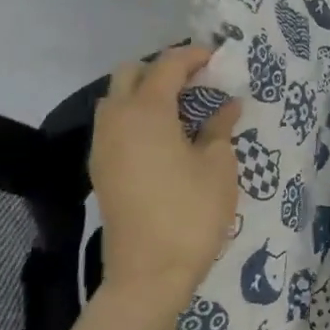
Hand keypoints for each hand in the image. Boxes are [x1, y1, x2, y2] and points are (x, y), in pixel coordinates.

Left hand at [90, 47, 239, 307]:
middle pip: (131, 74)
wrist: (149, 273)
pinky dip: (138, 117)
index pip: (167, 65)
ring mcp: (104, 145)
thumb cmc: (191, 213)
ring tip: (184, 110)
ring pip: (117, 99)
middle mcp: (117, 120)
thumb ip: (220, 128)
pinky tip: (167, 137)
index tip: (219, 59)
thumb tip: (227, 106)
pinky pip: (115, 125)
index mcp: (147, 111)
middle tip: (198, 83)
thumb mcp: (218, 166)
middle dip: (163, 69)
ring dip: (147, 93)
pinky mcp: (101, 169)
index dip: (194, 56)